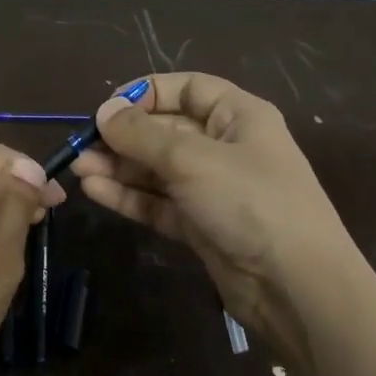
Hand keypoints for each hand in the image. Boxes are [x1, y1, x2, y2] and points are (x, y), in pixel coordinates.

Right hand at [72, 72, 360, 341]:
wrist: (296, 287)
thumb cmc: (251, 203)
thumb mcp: (193, 160)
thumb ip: (142, 135)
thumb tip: (103, 111)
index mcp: (238, 117)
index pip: (188, 89)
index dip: (148, 93)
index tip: (108, 107)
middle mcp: (224, 148)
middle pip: (166, 131)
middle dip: (124, 136)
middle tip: (82, 146)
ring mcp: (212, 189)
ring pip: (156, 169)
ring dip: (119, 167)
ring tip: (79, 169)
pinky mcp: (200, 225)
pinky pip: (158, 202)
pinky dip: (128, 196)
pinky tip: (94, 191)